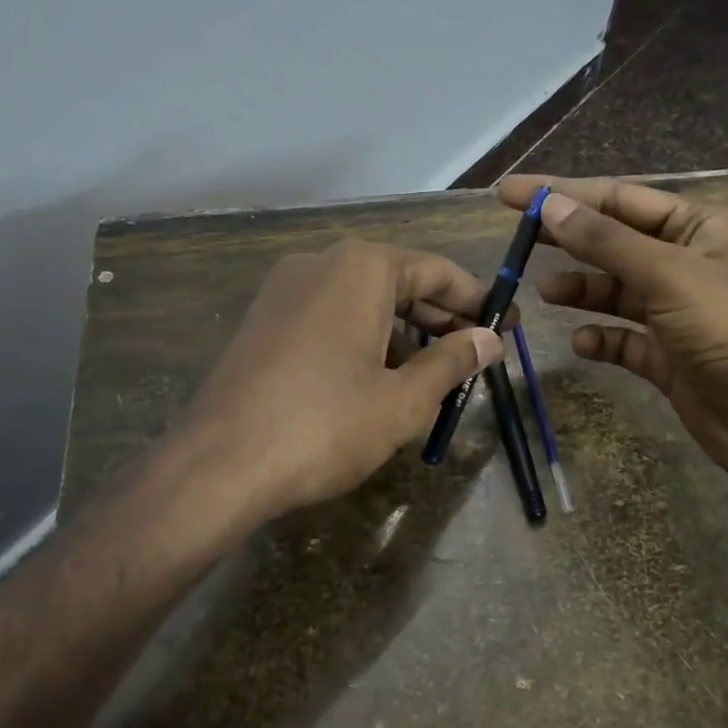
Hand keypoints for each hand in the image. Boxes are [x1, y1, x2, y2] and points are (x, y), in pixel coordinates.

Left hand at [174, 240, 503, 532]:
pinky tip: (378, 381)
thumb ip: (453, 363)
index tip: (509, 327)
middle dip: (441, 320)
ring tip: (432, 377)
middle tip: (477, 356)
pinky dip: (363, 340)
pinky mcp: (263, 320)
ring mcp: (285, 289)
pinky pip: (330, 317)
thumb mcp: (403, 400)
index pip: (437, 272)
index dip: (478, 301)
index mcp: (361, 267)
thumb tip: (491, 339)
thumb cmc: (325, 425)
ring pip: (363, 301)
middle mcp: (321, 263)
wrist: (218, 465)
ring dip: (403, 334)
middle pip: (399, 283)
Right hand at [497, 175, 727, 495]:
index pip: (618, 198)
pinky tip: (584, 343)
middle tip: (515, 236)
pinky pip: (624, 338)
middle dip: (566, 238)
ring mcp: (678, 312)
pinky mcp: (669, 356)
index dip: (563, 193)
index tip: (510, 193)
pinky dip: (601, 337)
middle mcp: (686, 263)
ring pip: (615, 290)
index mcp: (698, 227)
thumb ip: (604, 241)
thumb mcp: (668, 275)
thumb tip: (548, 204)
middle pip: (613, 241)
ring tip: (545, 292)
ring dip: (581, 288)